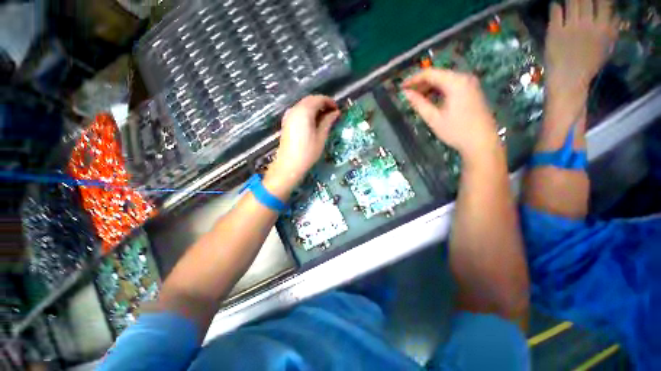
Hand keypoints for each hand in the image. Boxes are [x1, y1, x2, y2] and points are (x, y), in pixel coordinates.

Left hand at [265, 95, 339, 196]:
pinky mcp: (286, 122)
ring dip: (315, 108)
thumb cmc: (307, 152)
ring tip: (325, 118)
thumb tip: (336, 113)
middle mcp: (294, 109)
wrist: (289, 165)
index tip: (337, 109)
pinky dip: (308, 113)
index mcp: (304, 111)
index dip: (329, 102)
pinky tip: (314, 122)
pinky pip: (299, 111)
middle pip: (310, 100)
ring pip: (304, 105)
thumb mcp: (321, 137)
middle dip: (322, 104)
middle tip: (332, 113)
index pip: (318, 99)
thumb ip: (328, 122)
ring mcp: (288, 115)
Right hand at [402, 69, 500, 164]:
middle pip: (438, 75)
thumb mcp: (433, 118)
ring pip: (445, 80)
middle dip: (421, 84)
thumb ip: (419, 103)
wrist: (482, 143)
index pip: (429, 74)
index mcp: (455, 82)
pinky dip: (439, 91)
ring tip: (417, 99)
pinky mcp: (472, 91)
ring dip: (429, 88)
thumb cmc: (456, 131)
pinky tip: (431, 100)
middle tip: (408, 95)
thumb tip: (406, 93)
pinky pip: (452, 86)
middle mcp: (464, 78)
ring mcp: (470, 84)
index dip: (413, 79)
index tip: (401, 87)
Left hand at [545, 0, 618, 91]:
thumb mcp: (607, 48)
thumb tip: (615, 14)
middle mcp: (588, 24)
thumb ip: (612, 30)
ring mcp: (570, 27)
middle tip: (579, 0)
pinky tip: (555, 6)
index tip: (595, 0)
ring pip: (571, 2)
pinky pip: (555, 13)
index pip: (604, 2)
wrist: (568, 80)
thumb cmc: (589, 65)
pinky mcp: (555, 32)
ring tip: (568, 1)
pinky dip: (555, 7)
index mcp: (603, 28)